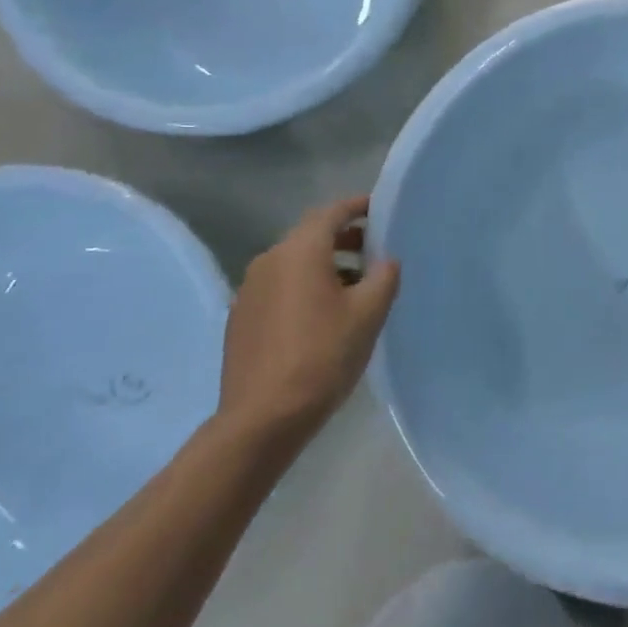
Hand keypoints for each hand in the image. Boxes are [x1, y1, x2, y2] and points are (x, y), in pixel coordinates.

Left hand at [215, 195, 400, 451]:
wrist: (262, 419)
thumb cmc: (322, 356)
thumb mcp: (368, 314)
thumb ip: (384, 277)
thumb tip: (386, 261)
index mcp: (300, 252)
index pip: (331, 212)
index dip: (357, 207)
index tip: (380, 209)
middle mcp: (269, 261)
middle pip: (310, 235)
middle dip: (344, 238)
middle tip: (375, 250)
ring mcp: (249, 290)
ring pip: (294, 262)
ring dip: (324, 264)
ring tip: (355, 286)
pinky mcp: (241, 318)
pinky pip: (279, 287)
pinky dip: (303, 287)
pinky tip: (322, 315)